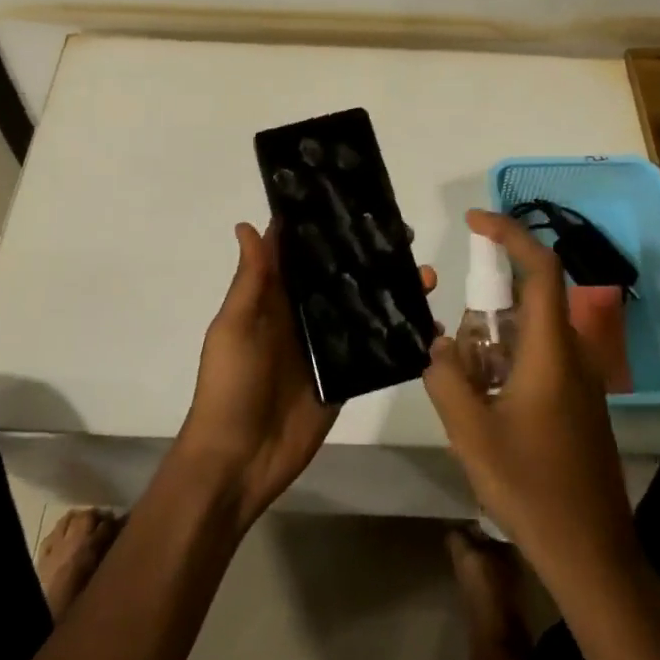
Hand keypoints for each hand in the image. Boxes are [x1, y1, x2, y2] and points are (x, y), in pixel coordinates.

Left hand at [176, 222, 435, 530]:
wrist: (238, 461)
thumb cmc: (230, 386)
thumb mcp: (234, 327)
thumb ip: (251, 280)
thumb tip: (248, 224)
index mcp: (273, 298)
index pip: (299, 253)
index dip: (319, 226)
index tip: (352, 197)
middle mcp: (303, 315)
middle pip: (338, 276)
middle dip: (367, 255)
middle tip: (405, 236)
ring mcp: (326, 346)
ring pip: (362, 307)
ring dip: (391, 290)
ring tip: (425, 275)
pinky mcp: (345, 377)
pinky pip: (375, 350)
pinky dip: (399, 336)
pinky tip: (429, 323)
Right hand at [423, 210, 640, 597]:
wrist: (593, 553)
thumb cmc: (532, 488)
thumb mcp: (471, 433)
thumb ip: (446, 378)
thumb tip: (437, 345)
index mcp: (552, 350)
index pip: (540, 268)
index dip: (510, 234)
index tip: (474, 221)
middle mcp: (573, 354)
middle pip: (529, 300)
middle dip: (487, 307)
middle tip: (457, 351)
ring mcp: (581, 379)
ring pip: (531, 333)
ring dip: (494, 343)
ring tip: (468, 392)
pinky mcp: (579, 402)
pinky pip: (539, 359)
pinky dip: (507, 364)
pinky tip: (488, 408)